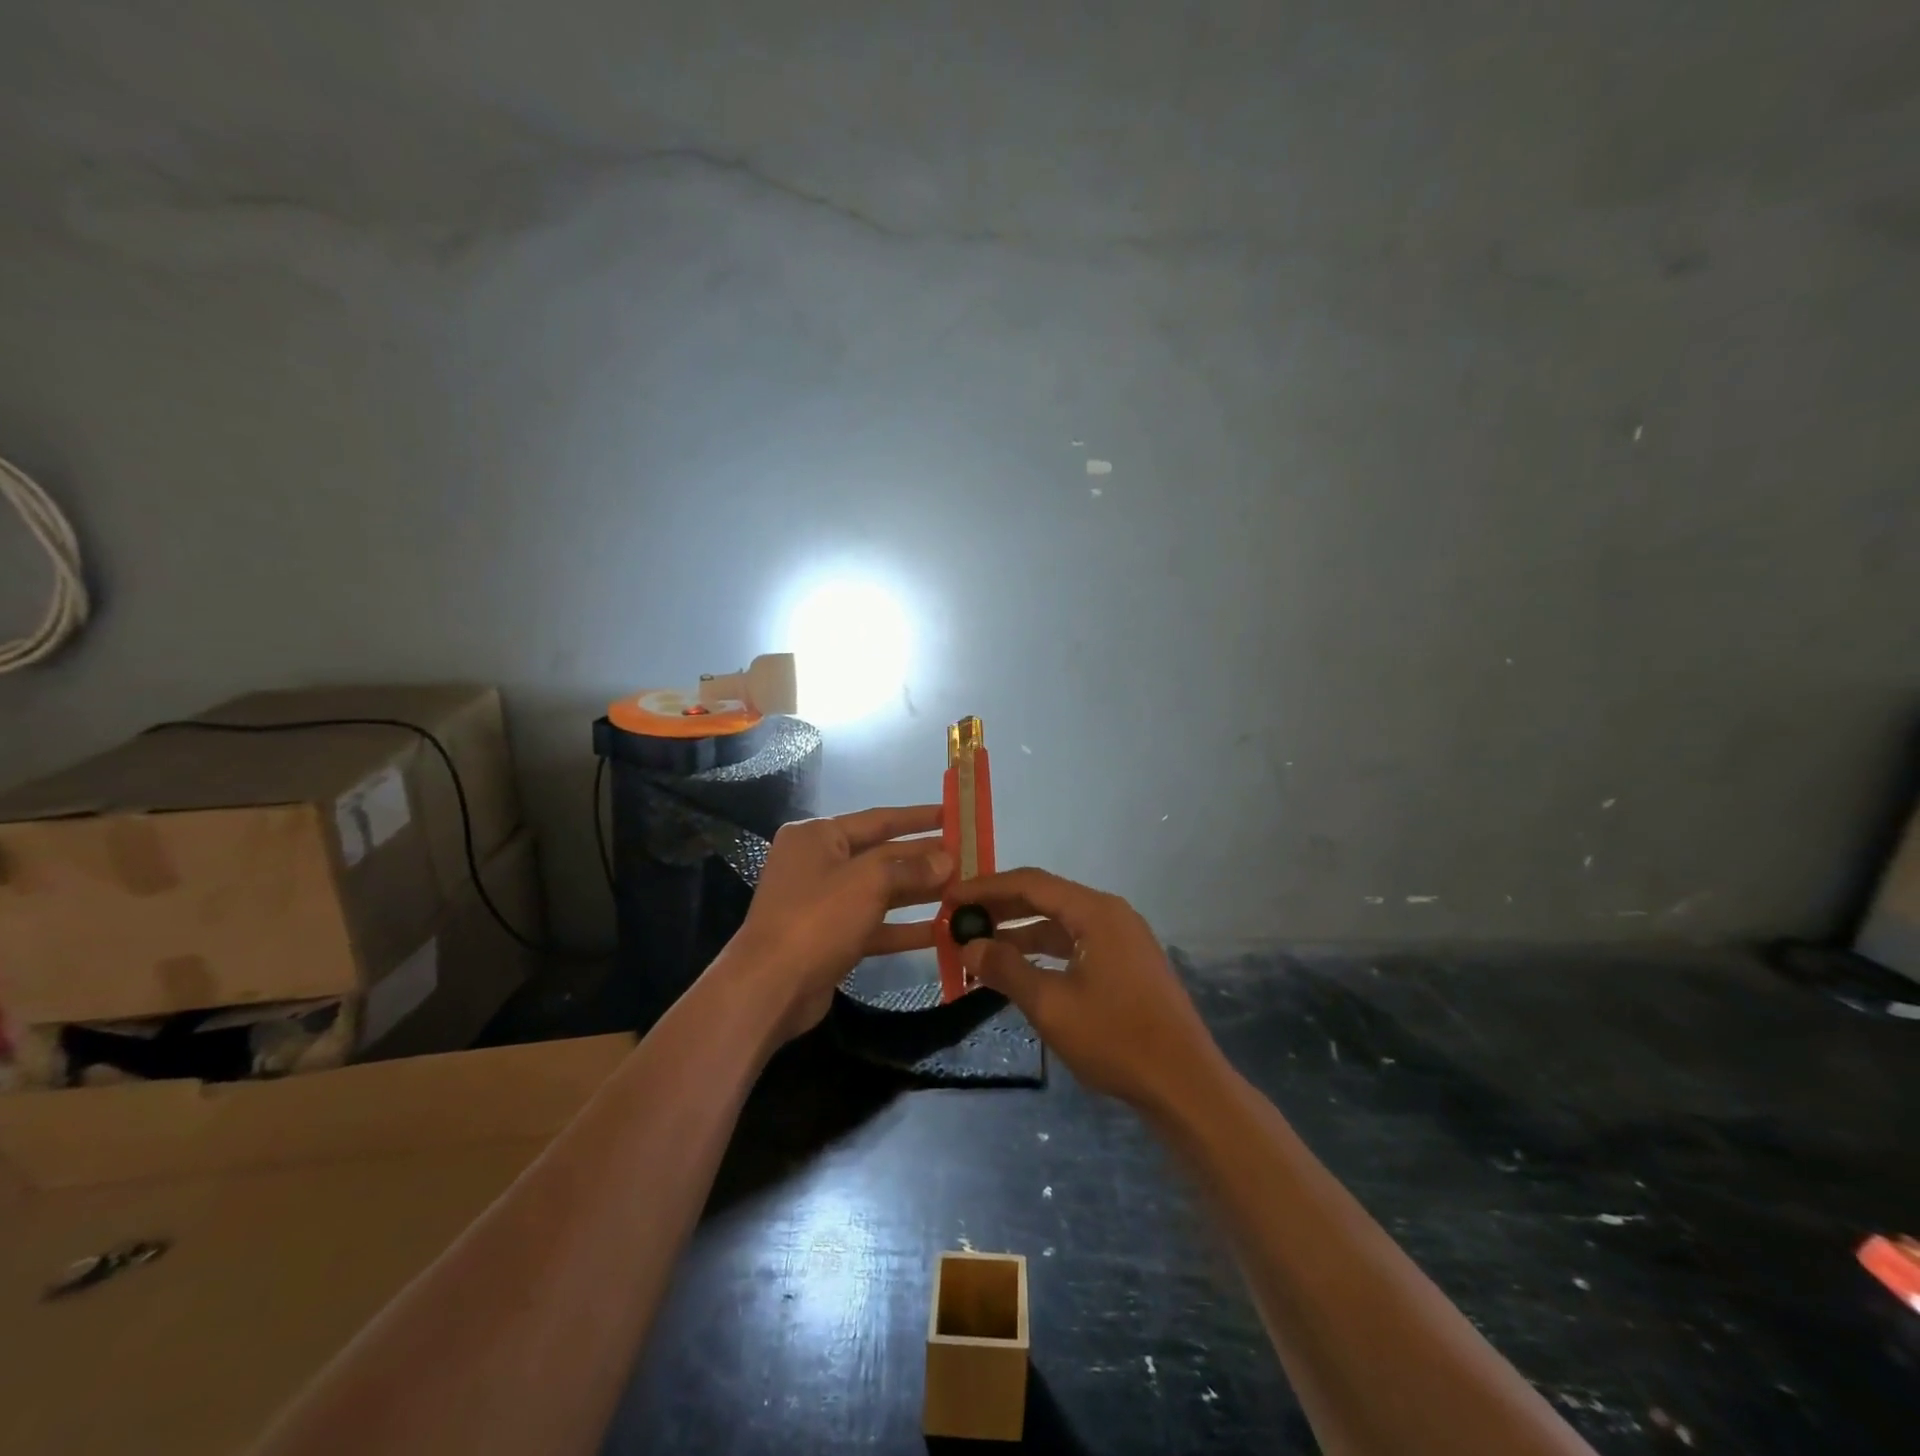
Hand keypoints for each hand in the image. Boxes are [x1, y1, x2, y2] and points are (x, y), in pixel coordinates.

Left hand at [728, 805, 950, 1042]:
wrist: (770, 987)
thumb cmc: (817, 919)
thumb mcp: (868, 882)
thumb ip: (910, 867)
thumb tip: (946, 860)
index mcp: (818, 836)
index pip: (878, 819)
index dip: (917, 817)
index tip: (952, 815)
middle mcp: (818, 863)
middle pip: (881, 855)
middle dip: (923, 859)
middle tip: (967, 858)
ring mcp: (824, 903)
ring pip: (880, 892)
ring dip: (919, 893)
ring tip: (962, 892)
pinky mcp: (831, 938)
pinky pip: (874, 925)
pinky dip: (904, 927)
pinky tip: (942, 932)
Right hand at [959, 868, 1223, 1112]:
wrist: (1184, 1084)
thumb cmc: (1116, 1039)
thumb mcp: (1051, 1005)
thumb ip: (1006, 969)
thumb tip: (969, 946)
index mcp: (1096, 912)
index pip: (1030, 883)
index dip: (986, 888)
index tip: (950, 898)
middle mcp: (1110, 914)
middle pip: (1046, 898)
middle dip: (1001, 909)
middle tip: (959, 921)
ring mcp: (1122, 939)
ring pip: (1060, 924)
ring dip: (1020, 934)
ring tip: (979, 949)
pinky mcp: (1126, 963)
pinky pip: (1075, 944)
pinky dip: (1044, 953)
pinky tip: (1019, 970)